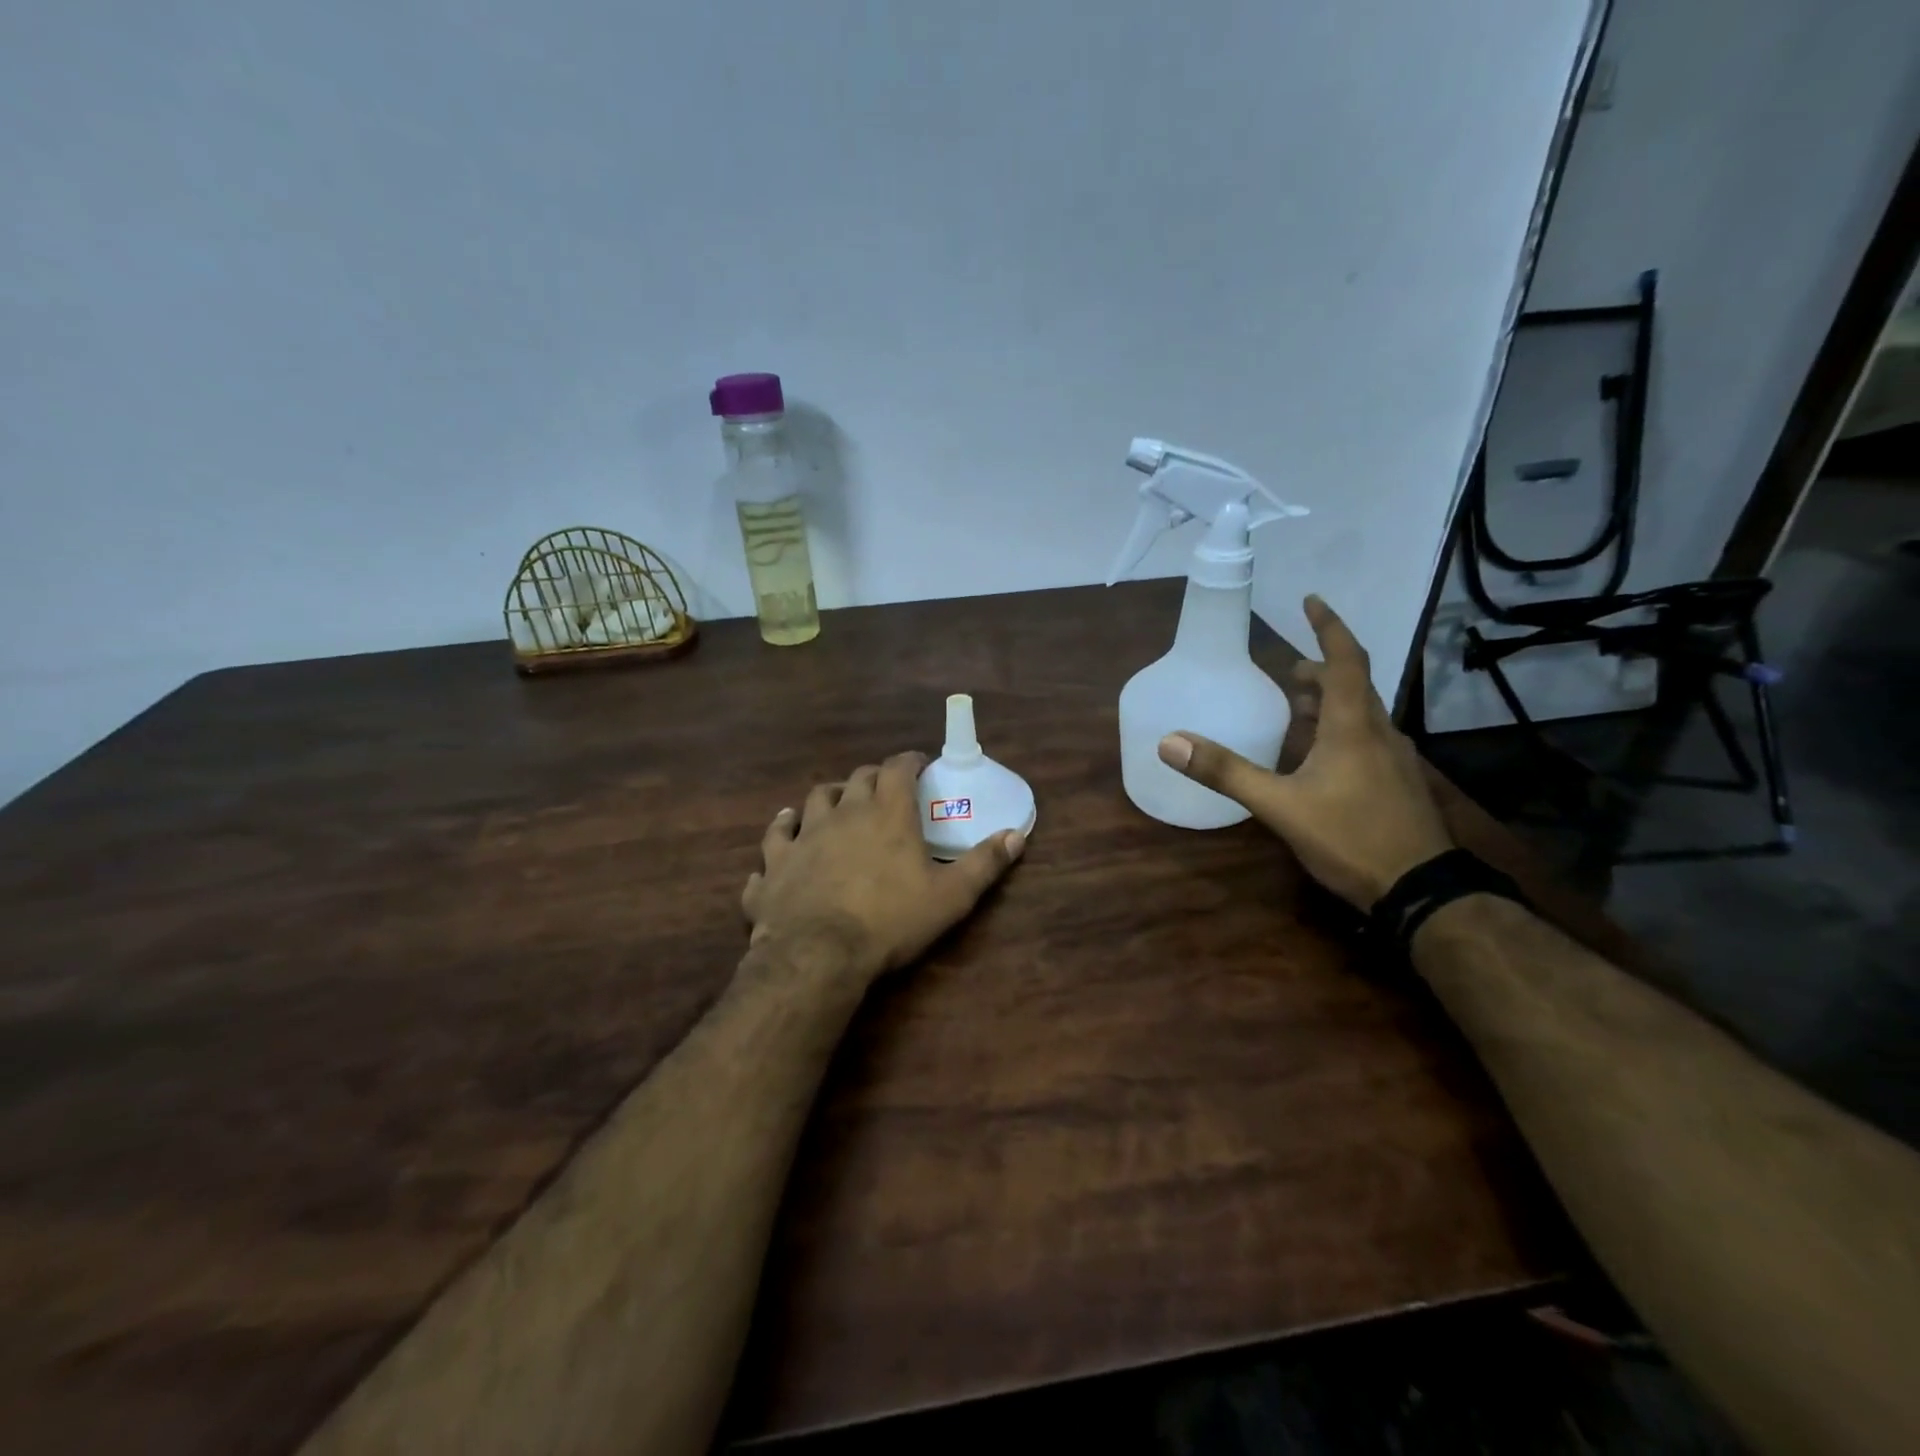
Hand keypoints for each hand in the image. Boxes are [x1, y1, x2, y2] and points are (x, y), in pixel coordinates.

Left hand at [741, 751, 1025, 982]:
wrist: (818, 954)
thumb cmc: (890, 921)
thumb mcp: (951, 897)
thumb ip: (984, 863)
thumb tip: (1017, 835)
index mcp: (886, 814)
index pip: (898, 768)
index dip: (910, 760)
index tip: (919, 763)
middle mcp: (843, 813)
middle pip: (856, 778)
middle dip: (873, 776)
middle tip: (884, 788)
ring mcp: (803, 836)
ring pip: (813, 799)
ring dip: (828, 797)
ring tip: (836, 805)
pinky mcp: (775, 863)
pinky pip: (775, 838)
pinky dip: (782, 833)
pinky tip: (784, 835)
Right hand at [1159, 595, 1450, 909]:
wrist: (1421, 890)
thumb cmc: (1350, 837)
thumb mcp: (1279, 805)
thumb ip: (1226, 772)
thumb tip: (1171, 741)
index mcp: (1353, 726)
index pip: (1345, 660)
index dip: (1328, 626)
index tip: (1310, 600)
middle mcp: (1379, 732)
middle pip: (1352, 685)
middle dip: (1320, 670)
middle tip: (1287, 671)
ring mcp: (1395, 759)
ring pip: (1361, 713)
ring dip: (1330, 701)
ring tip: (1297, 708)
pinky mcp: (1398, 783)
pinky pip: (1367, 738)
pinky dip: (1340, 729)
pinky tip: (1319, 757)